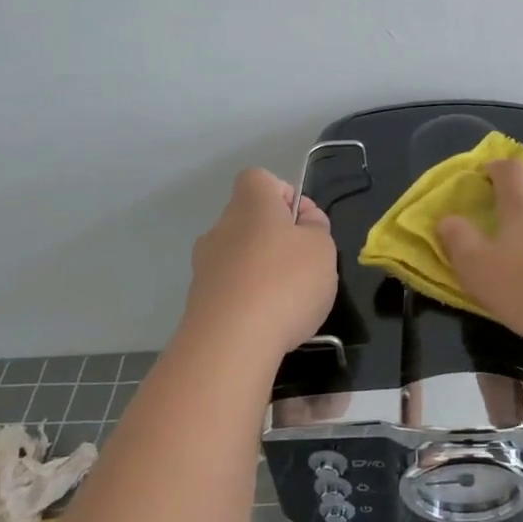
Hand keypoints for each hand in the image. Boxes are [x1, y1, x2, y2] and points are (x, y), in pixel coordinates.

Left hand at [184, 168, 337, 355]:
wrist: (231, 342)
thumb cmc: (285, 282)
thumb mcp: (322, 248)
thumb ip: (316, 227)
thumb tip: (303, 221)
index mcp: (250, 204)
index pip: (260, 179)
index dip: (285, 195)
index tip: (304, 224)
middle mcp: (221, 227)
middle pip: (250, 219)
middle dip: (277, 238)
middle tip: (304, 265)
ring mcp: (205, 265)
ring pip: (240, 255)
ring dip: (262, 270)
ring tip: (289, 300)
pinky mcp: (199, 300)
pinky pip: (231, 287)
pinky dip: (249, 297)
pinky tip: (268, 321)